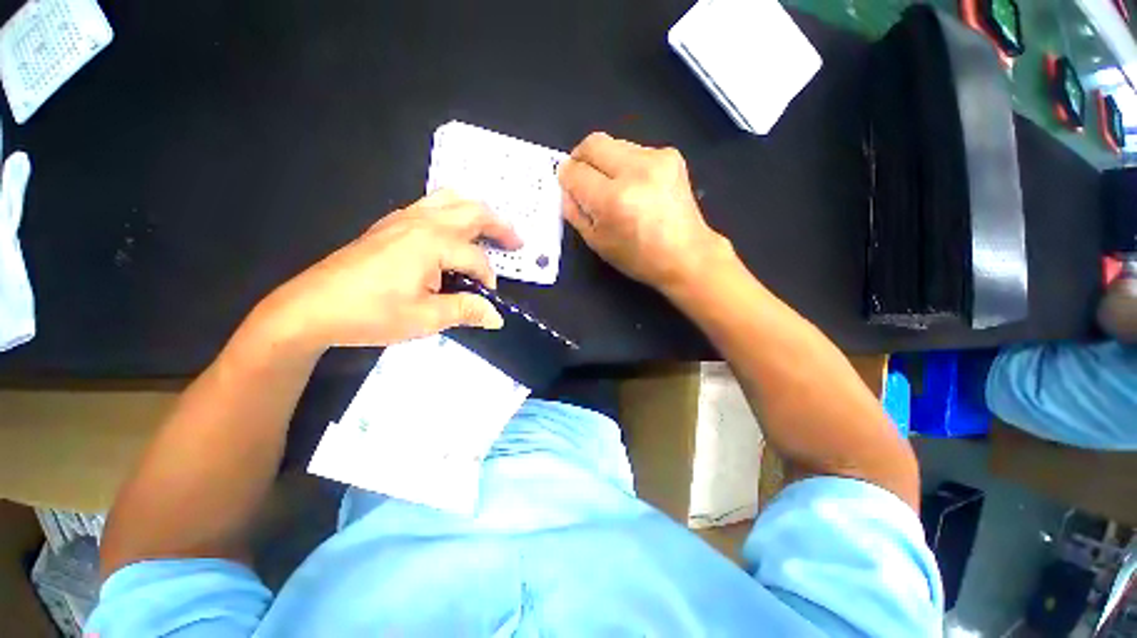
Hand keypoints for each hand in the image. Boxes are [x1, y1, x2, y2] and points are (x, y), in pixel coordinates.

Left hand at [255, 190, 520, 353]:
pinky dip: (452, 211)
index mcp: (432, 243)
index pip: (476, 258)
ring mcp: (402, 219)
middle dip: (499, 225)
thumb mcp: (426, 318)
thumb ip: (466, 311)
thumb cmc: (371, 313)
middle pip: (471, 211)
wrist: (312, 308)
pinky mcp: (389, 225)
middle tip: (517, 241)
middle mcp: (421, 222)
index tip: (487, 300)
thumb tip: (495, 317)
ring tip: (490, 228)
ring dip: (476, 211)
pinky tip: (452, 230)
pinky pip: (430, 205)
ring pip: (449, 200)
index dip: (488, 279)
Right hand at [558, 132, 731, 293]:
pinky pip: (634, 150)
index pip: (574, 172)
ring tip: (612, 186)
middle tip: (582, 178)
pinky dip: (625, 164)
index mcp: (613, 199)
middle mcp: (635, 171)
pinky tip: (635, 186)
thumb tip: (567, 188)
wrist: (686, 255)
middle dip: (580, 159)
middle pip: (592, 143)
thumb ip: (575, 212)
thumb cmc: (639, 258)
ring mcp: (656, 158)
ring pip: (613, 143)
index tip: (569, 187)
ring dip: (604, 162)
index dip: (566, 179)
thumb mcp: (597, 242)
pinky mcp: (670, 155)